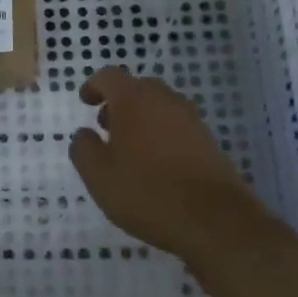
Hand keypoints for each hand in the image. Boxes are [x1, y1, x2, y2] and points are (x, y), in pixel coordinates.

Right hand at [69, 65, 267, 259]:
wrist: (214, 220)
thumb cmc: (147, 192)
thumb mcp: (99, 175)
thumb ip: (83, 148)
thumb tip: (85, 134)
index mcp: (134, 99)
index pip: (109, 76)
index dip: (94, 86)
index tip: (86, 102)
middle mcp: (165, 100)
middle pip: (138, 88)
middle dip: (119, 103)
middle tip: (106, 128)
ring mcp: (191, 119)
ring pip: (160, 107)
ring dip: (142, 119)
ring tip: (130, 151)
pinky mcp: (209, 141)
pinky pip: (177, 127)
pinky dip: (162, 135)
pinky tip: (156, 166)